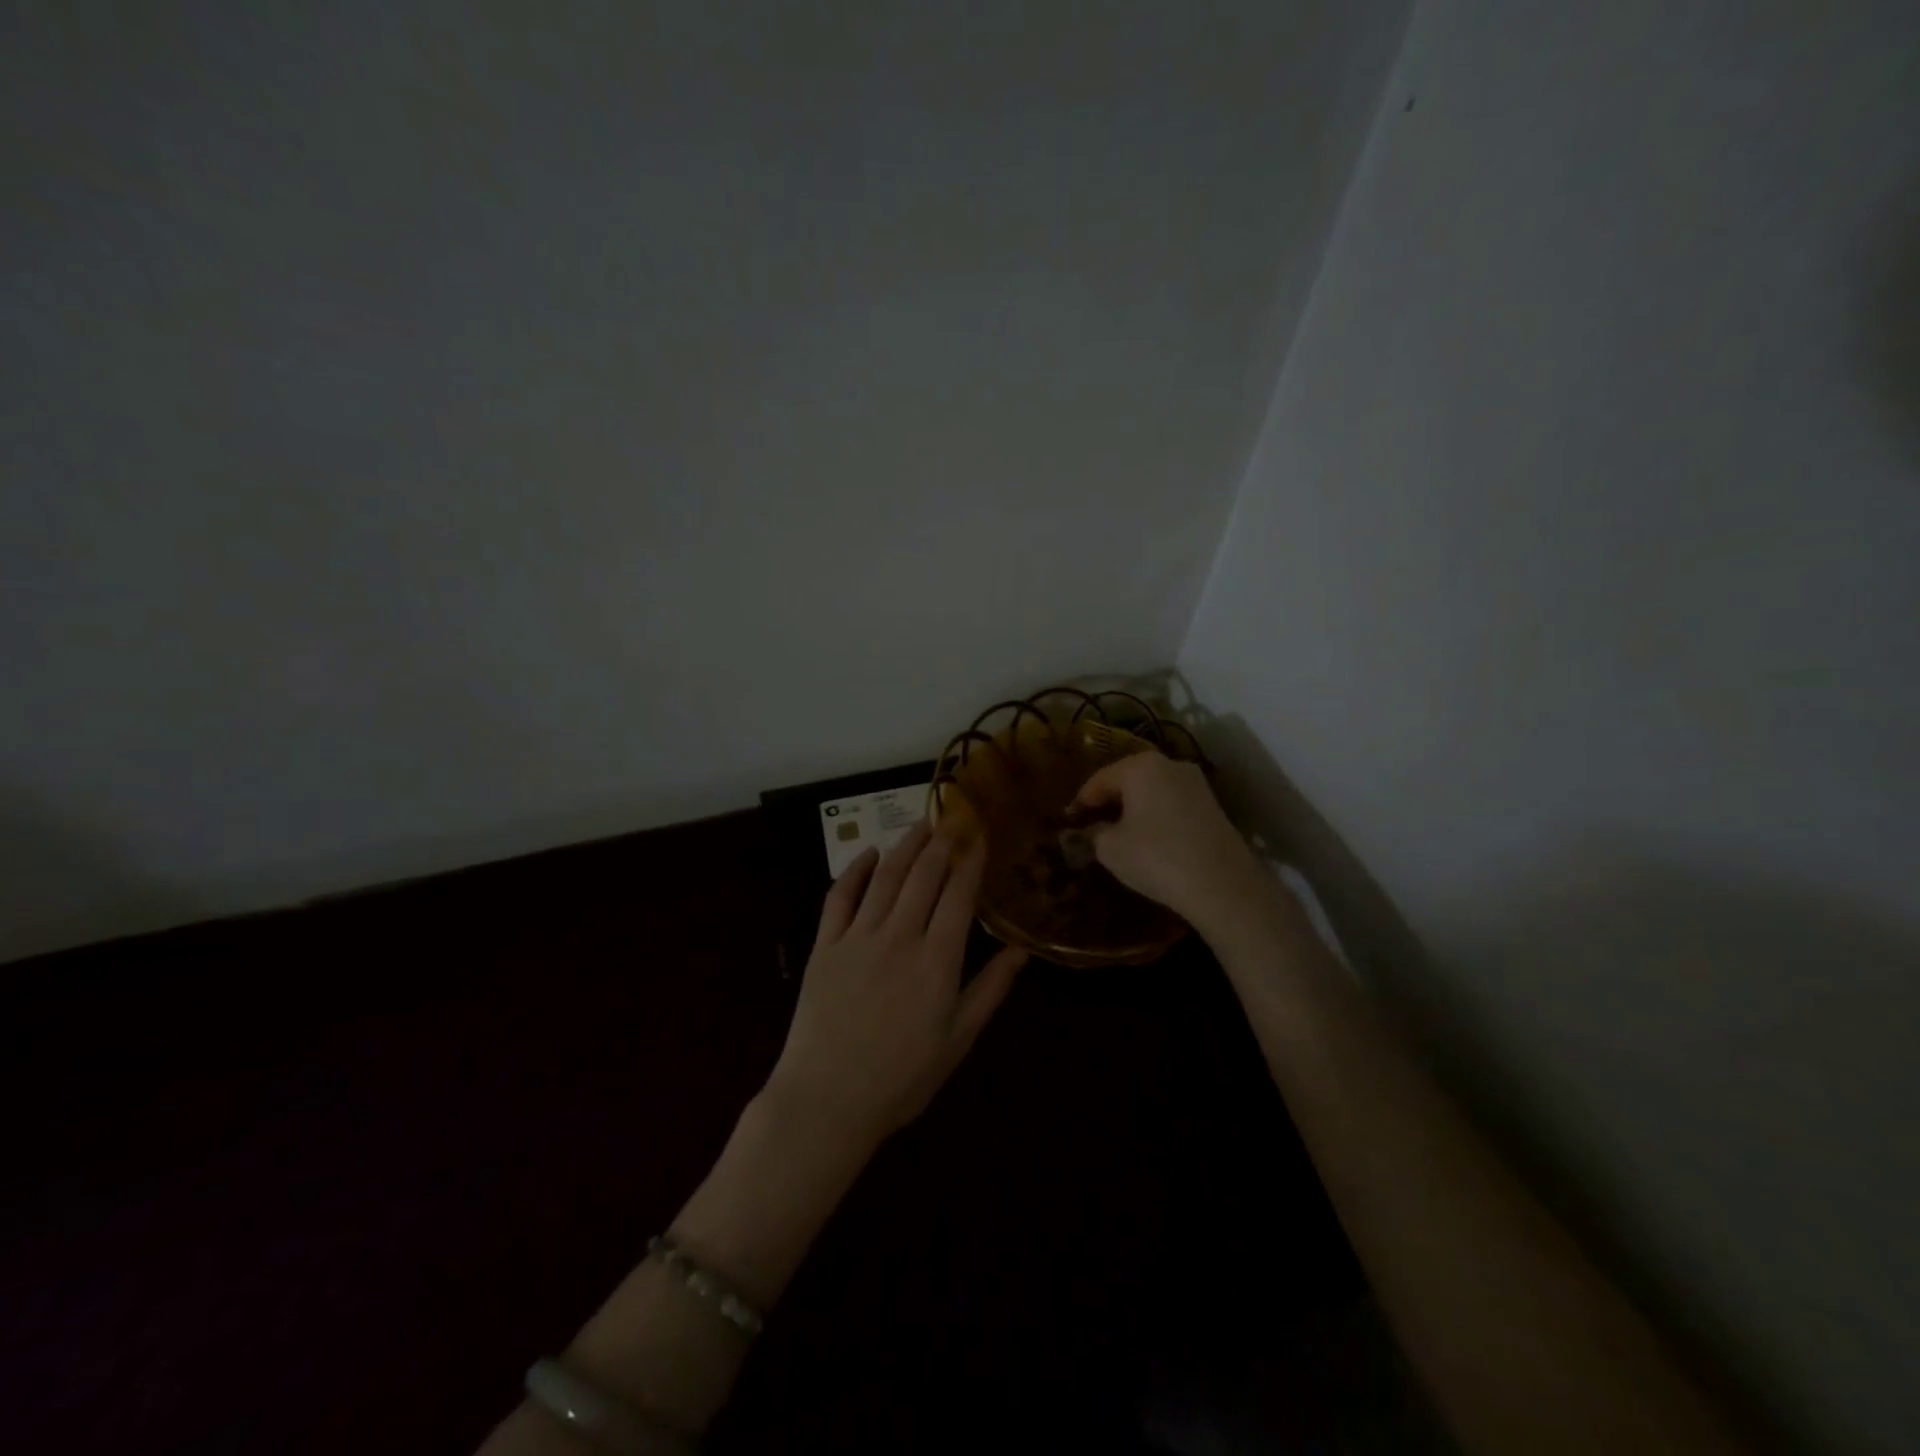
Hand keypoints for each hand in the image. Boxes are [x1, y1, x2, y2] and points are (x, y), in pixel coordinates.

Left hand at [763, 821, 1026, 1150]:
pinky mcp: (824, 946)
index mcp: (937, 960)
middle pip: (923, 876)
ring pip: (885, 877)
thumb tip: (1020, 950)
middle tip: (953, 818)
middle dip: (942, 842)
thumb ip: (990, 990)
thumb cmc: (901, 1078)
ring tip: (920, 824)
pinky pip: (839, 896)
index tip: (979, 834)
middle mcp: (899, 936)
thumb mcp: (957, 1040)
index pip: (958, 894)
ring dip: (905, 846)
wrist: (826, 1100)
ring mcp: (857, 937)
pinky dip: (854, 870)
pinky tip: (868, 854)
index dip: (970, 860)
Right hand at [1071, 751, 1264, 930]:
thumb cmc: (1156, 857)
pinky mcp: (1213, 806)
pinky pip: (1172, 804)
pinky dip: (1155, 817)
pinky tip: (1148, 840)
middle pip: (1127, 780)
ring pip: (1152, 792)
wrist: (1223, 886)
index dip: (1080, 803)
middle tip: (1090, 826)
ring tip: (1118, 835)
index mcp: (1140, 766)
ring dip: (1133, 809)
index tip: (1068, 823)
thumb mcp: (1110, 849)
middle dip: (1108, 802)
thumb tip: (1087, 832)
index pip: (1099, 780)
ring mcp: (1196, 784)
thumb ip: (1092, 834)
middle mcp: (1170, 764)